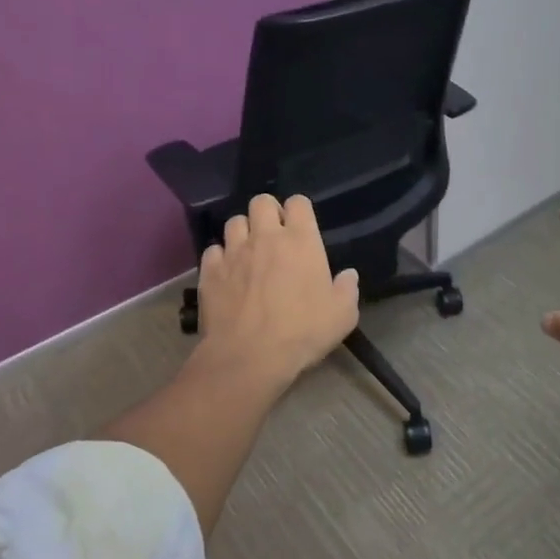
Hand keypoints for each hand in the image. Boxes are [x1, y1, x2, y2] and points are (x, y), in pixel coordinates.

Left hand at [196, 193, 359, 389]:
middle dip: (267, 212)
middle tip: (272, 234)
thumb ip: (347, 289)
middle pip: (261, 201)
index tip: (301, 226)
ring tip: (248, 251)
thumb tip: (349, 275)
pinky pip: (213, 251)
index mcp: (300, 240)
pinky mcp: (211, 271)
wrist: (249, 357)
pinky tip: (226, 273)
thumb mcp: (342, 315)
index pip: (298, 202)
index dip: (299, 210)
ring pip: (234, 222)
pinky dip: (220, 258)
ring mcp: (234, 251)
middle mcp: (265, 236)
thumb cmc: (302, 332)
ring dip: (242, 232)